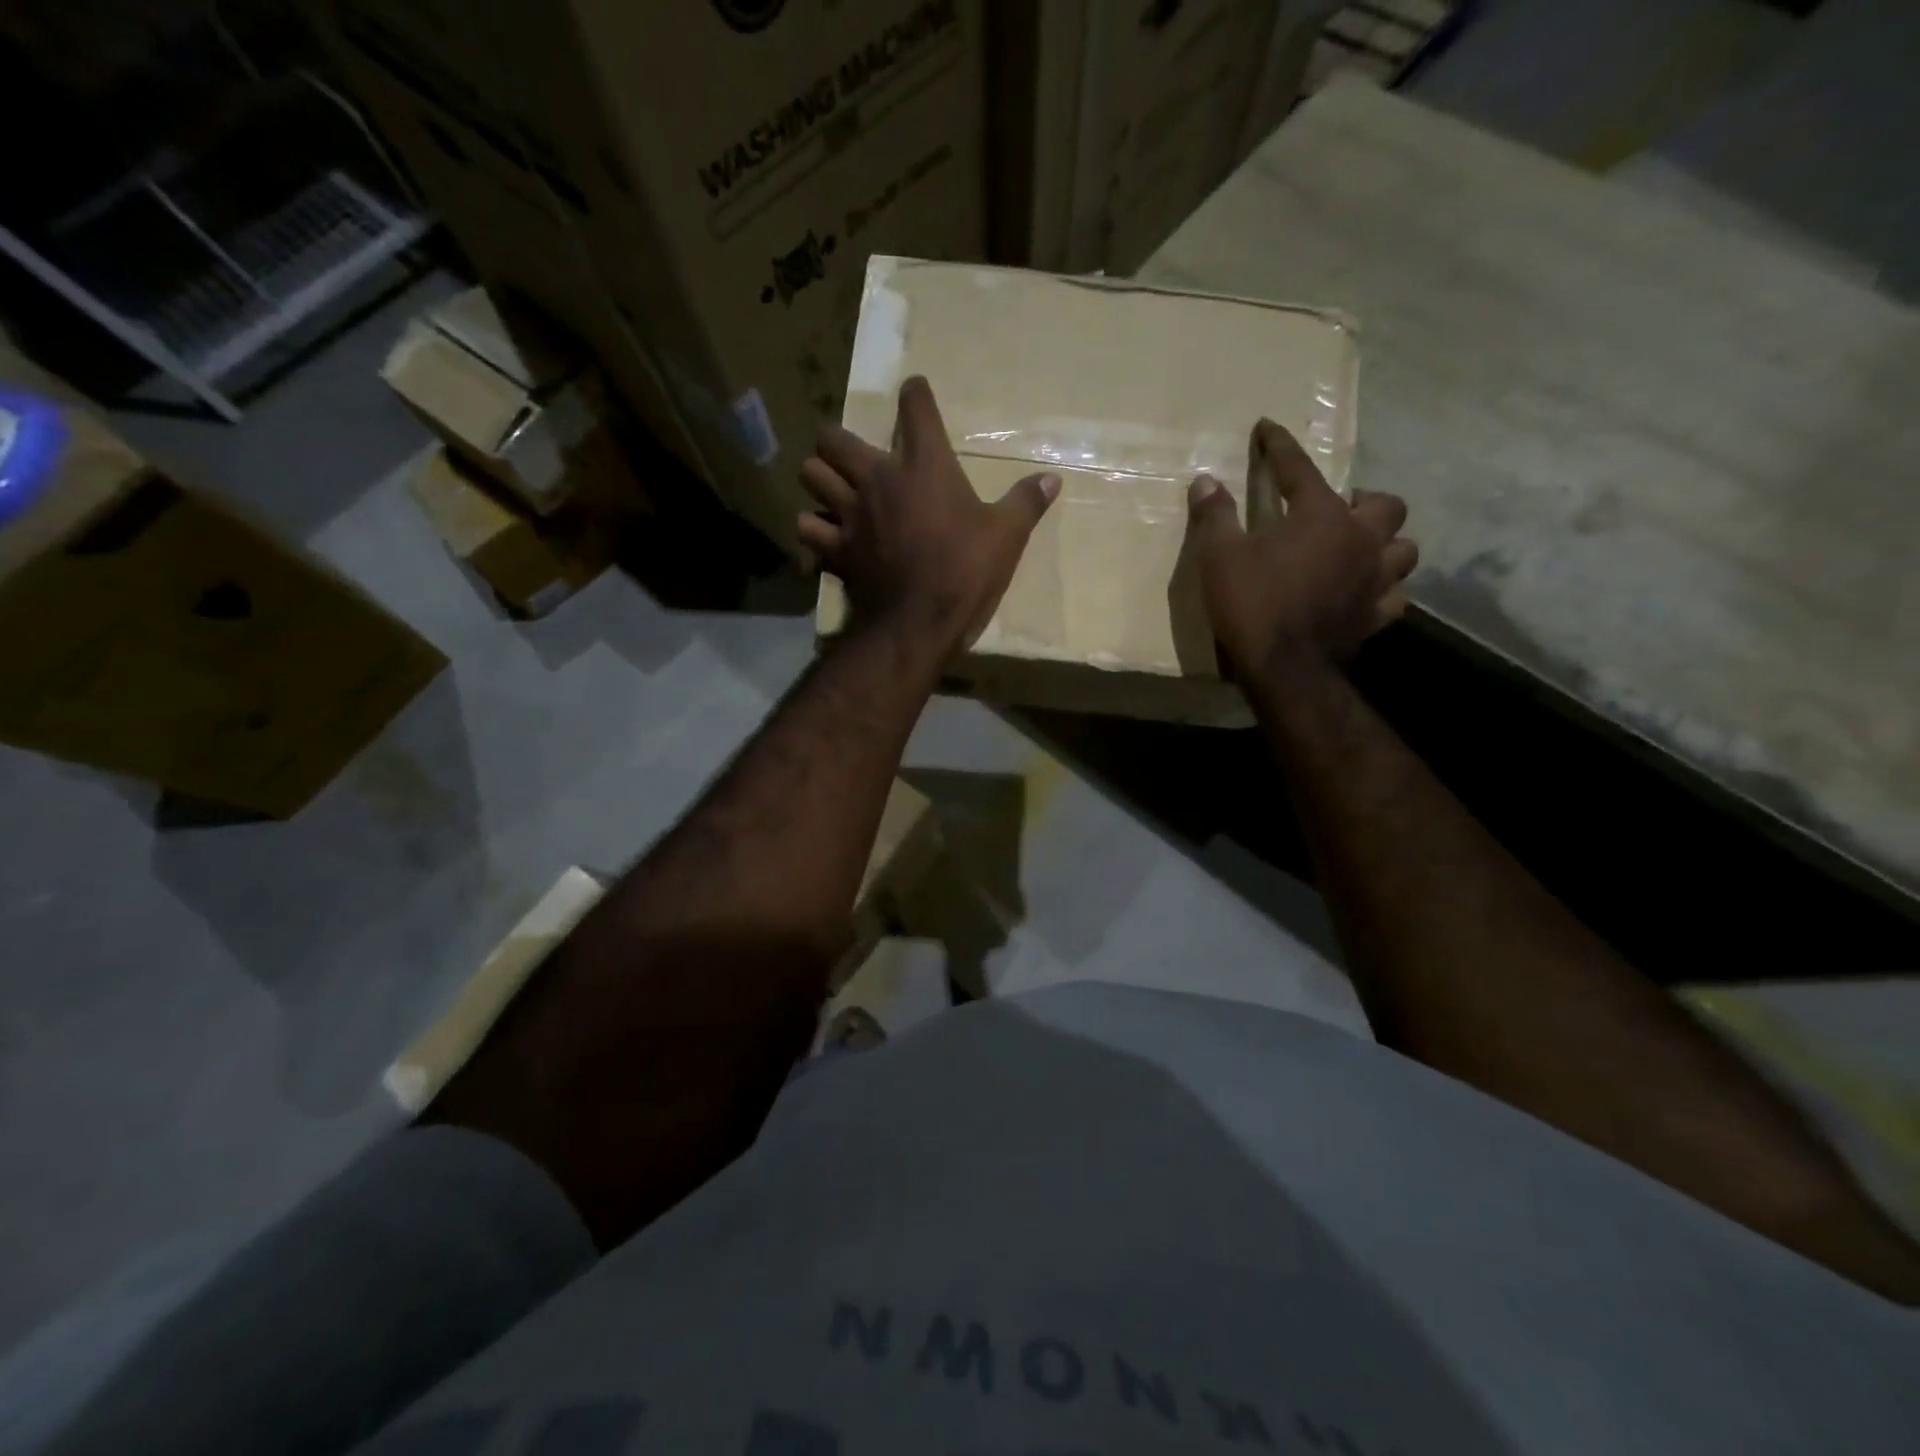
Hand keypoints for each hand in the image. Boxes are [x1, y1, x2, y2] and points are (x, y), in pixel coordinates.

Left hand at [800, 376, 1060, 649]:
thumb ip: (1026, 502)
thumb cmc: (966, 571)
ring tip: (834, 489)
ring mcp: (850, 512)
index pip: (915, 408)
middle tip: (855, 457)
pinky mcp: (835, 548)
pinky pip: (808, 527)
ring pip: (811, 475)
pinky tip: (825, 532)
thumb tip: (1053, 479)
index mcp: (924, 464)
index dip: (915, 394)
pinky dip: (813, 527)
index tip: (916, 392)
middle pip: (834, 437)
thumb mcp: (1006, 535)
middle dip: (839, 441)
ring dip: (820, 478)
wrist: (920, 621)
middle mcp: (878, 478)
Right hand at [1188, 418, 1417, 683]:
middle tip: (1339, 511)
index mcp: (1320, 516)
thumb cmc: (1251, 604)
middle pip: (1385, 505)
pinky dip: (1383, 590)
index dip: (1280, 446)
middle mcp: (1360, 539)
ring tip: (1361, 550)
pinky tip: (1366, 593)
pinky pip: (1395, 596)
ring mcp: (1374, 579)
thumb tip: (1205, 481)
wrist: (1283, 667)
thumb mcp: (1219, 557)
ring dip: (1385, 545)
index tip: (1267, 428)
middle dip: (1364, 502)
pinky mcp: (1376, 616)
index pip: (1300, 468)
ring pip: (1404, 549)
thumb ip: (1216, 516)